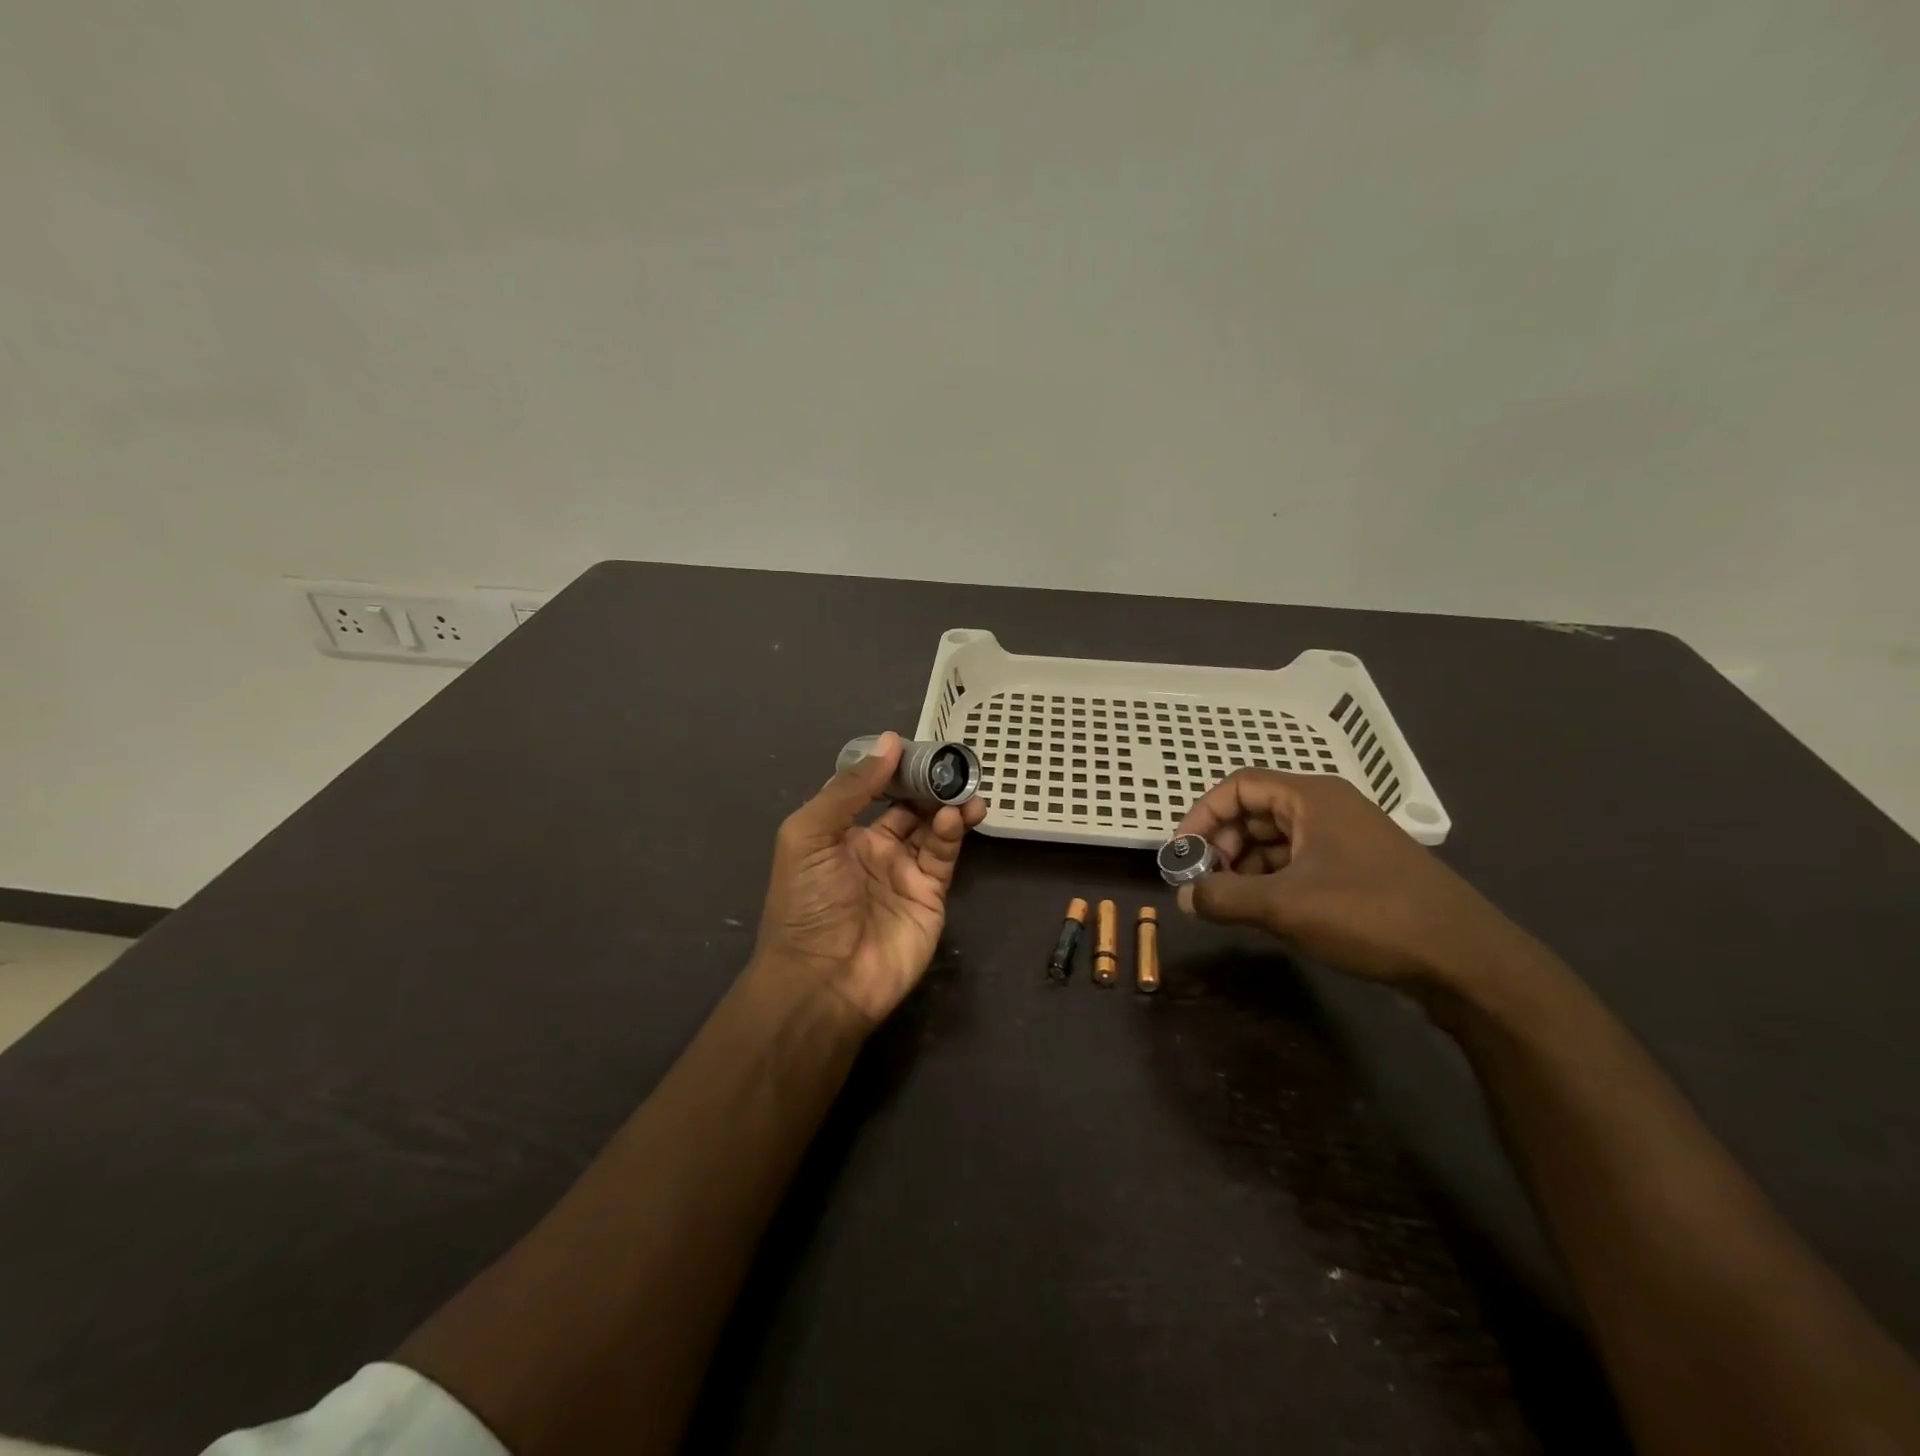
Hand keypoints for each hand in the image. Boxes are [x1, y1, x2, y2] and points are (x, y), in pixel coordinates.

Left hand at [755, 732, 986, 1024]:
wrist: (824, 979)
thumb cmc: (807, 901)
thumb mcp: (811, 834)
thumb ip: (850, 789)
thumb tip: (890, 741)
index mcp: (841, 832)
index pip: (872, 789)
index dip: (892, 767)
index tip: (916, 745)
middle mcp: (874, 848)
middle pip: (908, 805)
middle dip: (928, 783)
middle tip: (952, 762)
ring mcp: (904, 872)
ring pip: (931, 826)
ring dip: (947, 803)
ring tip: (964, 786)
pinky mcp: (930, 894)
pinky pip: (943, 854)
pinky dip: (952, 831)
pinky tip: (958, 815)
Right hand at [1174, 769, 1535, 989]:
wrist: (1466, 959)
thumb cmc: (1370, 915)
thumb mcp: (1285, 906)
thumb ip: (1224, 897)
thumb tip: (1182, 897)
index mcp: (1312, 798)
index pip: (1239, 786)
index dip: (1202, 815)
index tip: (1181, 853)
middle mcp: (1328, 809)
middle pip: (1255, 811)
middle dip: (1222, 844)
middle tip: (1204, 882)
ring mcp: (1346, 840)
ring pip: (1276, 840)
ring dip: (1245, 866)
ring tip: (1229, 902)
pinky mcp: (1358, 870)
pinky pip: (1299, 863)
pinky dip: (1272, 881)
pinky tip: (1264, 911)